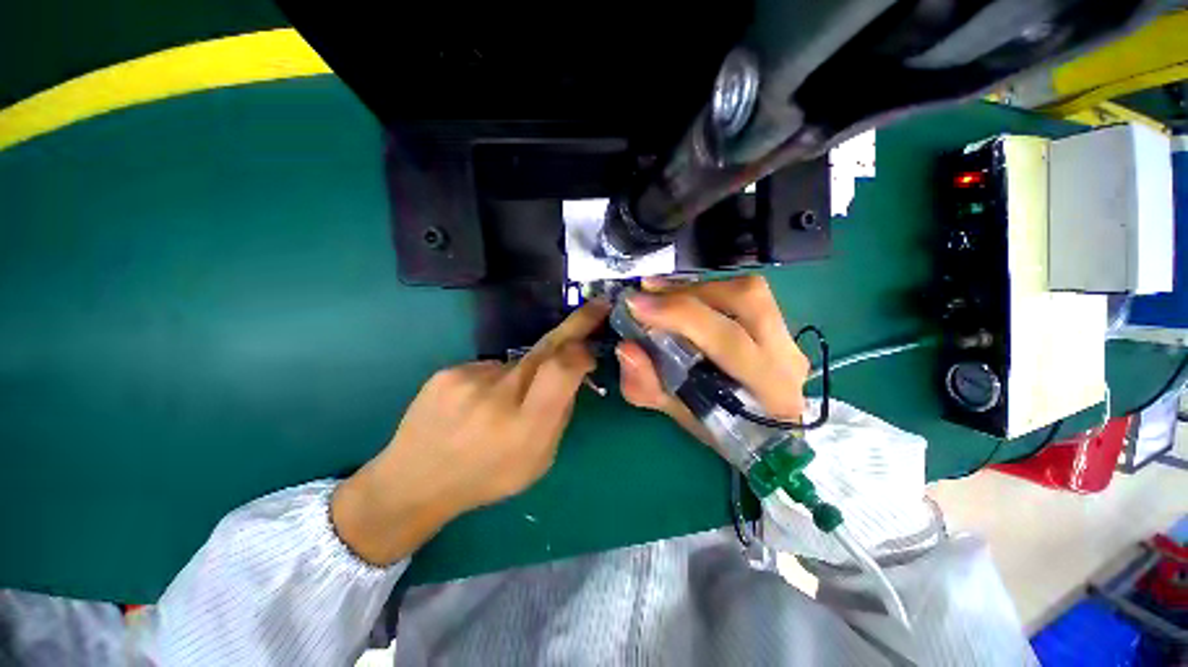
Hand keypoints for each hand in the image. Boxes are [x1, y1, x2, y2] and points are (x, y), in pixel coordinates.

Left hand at [331, 301, 608, 565]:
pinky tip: (476, 402)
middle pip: (546, 349)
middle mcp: (498, 396)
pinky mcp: (449, 371)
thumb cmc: (486, 477)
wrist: (414, 482)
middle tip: (595, 306)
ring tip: (500, 404)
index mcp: (525, 426)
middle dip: (575, 326)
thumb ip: (560, 415)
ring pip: (518, 362)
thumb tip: (572, 376)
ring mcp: (469, 379)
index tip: (592, 346)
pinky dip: (494, 380)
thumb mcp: (539, 460)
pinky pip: (490, 367)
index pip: (562, 370)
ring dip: (523, 375)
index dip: (582, 351)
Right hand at [616, 275, 809, 441]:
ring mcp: (789, 336)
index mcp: (771, 393)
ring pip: (747, 290)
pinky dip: (706, 290)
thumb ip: (646, 385)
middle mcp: (788, 358)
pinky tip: (681, 296)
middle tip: (647, 294)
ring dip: (696, 288)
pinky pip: (743, 292)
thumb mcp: (676, 414)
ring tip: (660, 293)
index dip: (679, 315)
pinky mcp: (780, 323)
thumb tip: (625, 347)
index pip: (729, 341)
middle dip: (688, 294)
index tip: (636, 305)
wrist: (762, 433)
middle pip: (746, 300)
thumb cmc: (719, 428)